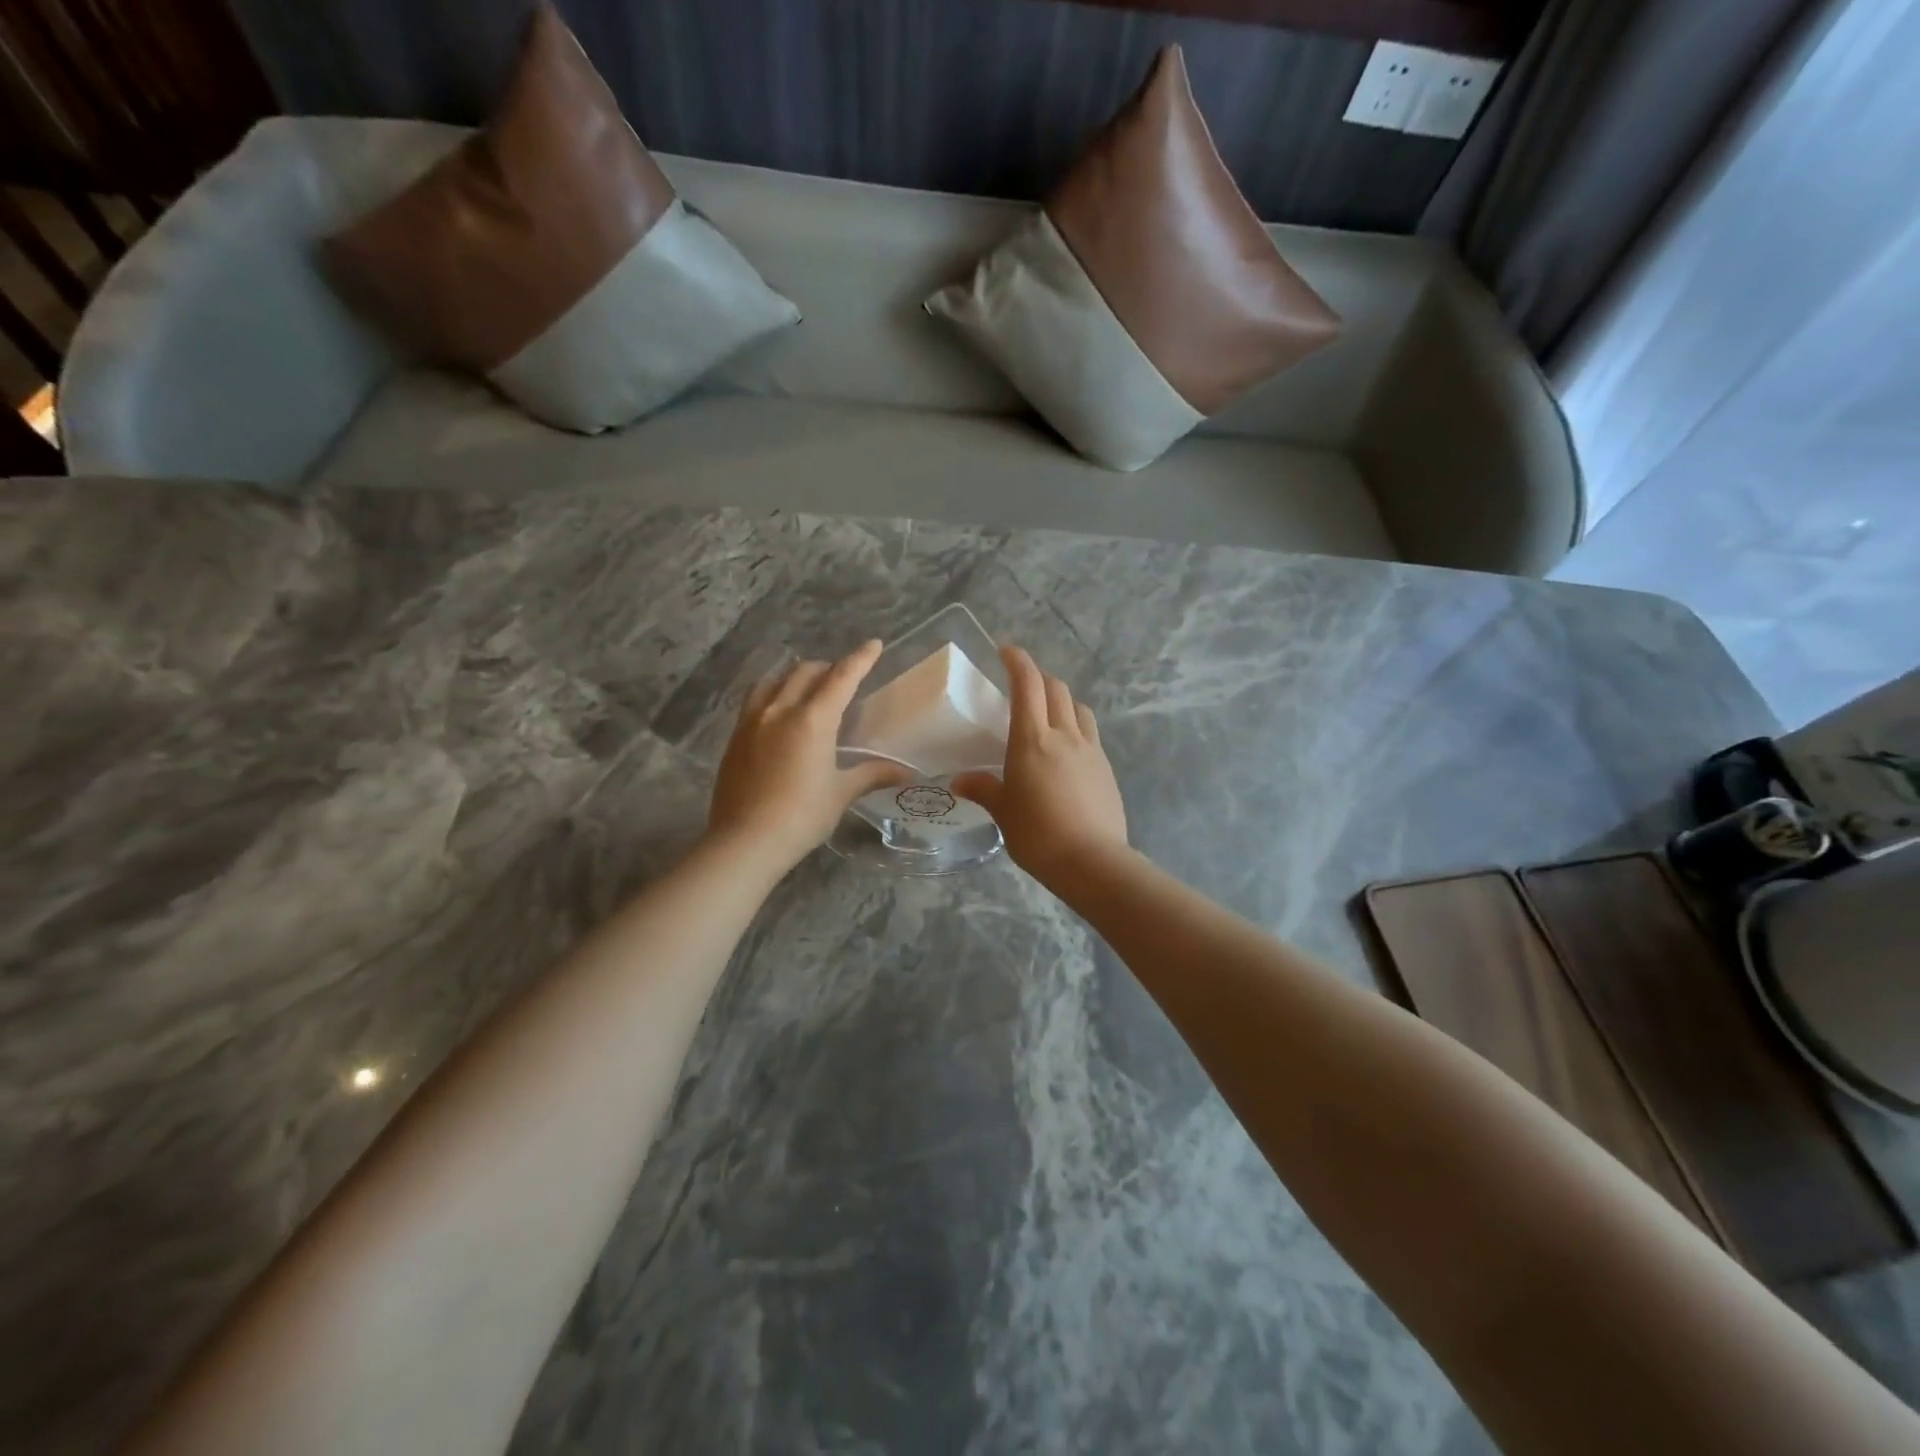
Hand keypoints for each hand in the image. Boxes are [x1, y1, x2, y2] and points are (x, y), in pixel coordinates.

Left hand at [708, 642, 912, 870]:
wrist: (745, 841)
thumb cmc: (802, 816)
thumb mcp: (841, 793)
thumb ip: (871, 774)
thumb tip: (906, 773)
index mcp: (813, 720)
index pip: (842, 677)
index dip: (860, 658)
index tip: (874, 644)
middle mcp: (780, 710)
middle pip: (806, 672)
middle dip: (828, 668)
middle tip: (842, 678)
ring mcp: (752, 721)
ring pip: (775, 681)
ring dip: (795, 676)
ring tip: (807, 688)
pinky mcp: (735, 737)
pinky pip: (755, 700)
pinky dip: (773, 693)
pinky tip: (778, 712)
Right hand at [952, 646, 1127, 886]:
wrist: (1092, 861)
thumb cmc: (1038, 834)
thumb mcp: (1003, 812)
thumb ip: (983, 789)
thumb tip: (959, 781)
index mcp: (1032, 739)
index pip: (1028, 684)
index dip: (1018, 661)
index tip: (1006, 651)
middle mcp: (1064, 734)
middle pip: (1056, 688)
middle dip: (1039, 678)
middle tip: (1022, 687)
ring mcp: (1090, 749)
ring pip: (1078, 707)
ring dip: (1062, 700)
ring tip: (1048, 715)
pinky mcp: (1106, 767)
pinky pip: (1090, 733)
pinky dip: (1076, 727)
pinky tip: (1067, 750)